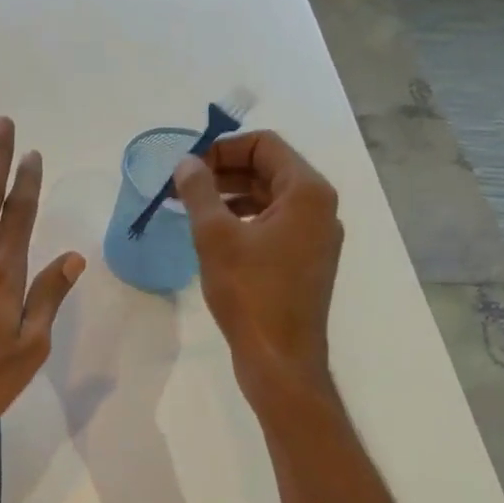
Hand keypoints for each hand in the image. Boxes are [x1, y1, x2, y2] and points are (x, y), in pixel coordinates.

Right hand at [172, 130, 342, 403]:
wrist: (280, 358)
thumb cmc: (249, 293)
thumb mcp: (215, 237)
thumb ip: (198, 191)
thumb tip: (186, 163)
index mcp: (307, 192)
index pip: (265, 144)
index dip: (223, 148)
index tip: (188, 167)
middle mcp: (320, 208)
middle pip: (269, 169)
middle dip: (224, 171)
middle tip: (184, 186)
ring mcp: (316, 236)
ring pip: (270, 198)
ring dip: (231, 196)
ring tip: (192, 208)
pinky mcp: (306, 261)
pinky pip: (274, 224)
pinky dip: (244, 220)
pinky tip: (215, 236)